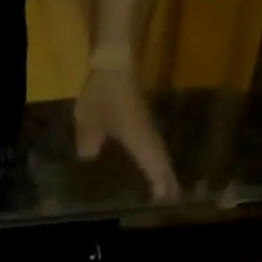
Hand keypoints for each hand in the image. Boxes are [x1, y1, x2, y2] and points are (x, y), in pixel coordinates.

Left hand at [74, 66, 177, 201]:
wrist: (113, 60)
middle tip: (173, 200)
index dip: (159, 182)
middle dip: (167, 180)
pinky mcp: (142, 119)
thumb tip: (88, 156)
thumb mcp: (89, 120)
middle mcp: (147, 135)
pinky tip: (153, 165)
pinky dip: (156, 158)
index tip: (164, 200)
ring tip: (169, 188)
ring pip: (159, 153)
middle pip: (161, 161)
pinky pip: (152, 144)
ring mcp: (146, 126)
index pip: (153, 165)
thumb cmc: (102, 93)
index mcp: (137, 139)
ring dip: (165, 170)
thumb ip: (89, 140)